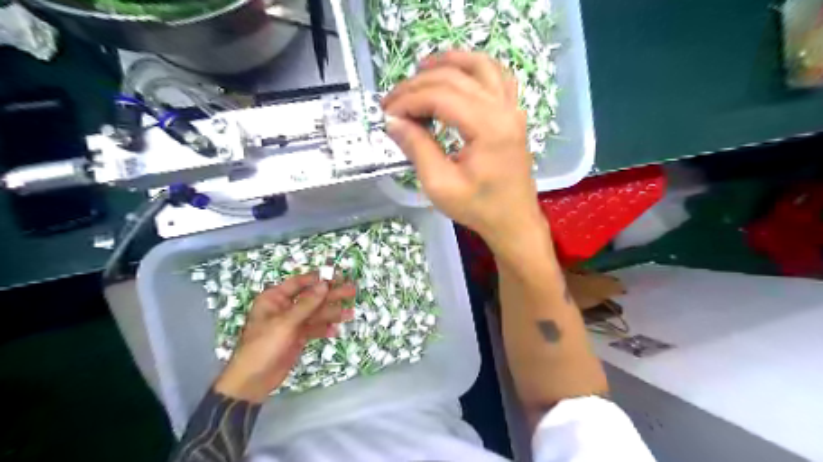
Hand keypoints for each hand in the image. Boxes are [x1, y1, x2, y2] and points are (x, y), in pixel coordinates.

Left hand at [213, 272, 355, 402]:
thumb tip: (324, 284)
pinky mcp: (297, 337)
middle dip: (331, 295)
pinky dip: (325, 329)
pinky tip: (336, 330)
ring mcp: (292, 323)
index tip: (338, 276)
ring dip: (332, 313)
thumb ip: (307, 304)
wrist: (253, 381)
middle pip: (312, 298)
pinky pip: (314, 329)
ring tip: (350, 313)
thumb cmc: (263, 346)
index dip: (319, 279)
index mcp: (275, 298)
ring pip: (316, 314)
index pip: (300, 283)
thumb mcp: (285, 323)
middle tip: (352, 290)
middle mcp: (284, 308)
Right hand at [383, 51, 548, 249]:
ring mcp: (512, 108)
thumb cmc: (478, 208)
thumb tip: (393, 121)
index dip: (408, 100)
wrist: (513, 221)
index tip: (386, 113)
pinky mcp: (513, 114)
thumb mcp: (440, 185)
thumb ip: (417, 148)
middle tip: (393, 101)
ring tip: (420, 70)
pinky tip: (457, 75)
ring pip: (480, 66)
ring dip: (448, 63)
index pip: (440, 96)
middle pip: (455, 78)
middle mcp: (504, 109)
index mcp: (488, 127)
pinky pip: (496, 76)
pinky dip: (473, 68)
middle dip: (418, 84)